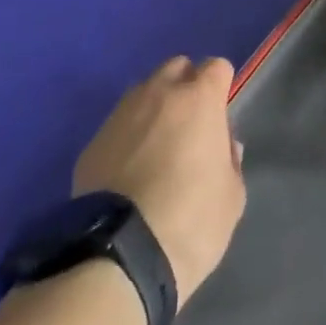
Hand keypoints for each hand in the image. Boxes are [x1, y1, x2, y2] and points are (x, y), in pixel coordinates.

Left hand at [73, 56, 245, 303]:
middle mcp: (160, 93)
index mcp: (199, 99)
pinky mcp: (94, 140)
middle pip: (177, 68)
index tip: (220, 117)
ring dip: (154, 109)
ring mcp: (122, 113)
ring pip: (144, 92)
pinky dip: (127, 137)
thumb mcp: (231, 199)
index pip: (217, 67)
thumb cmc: (190, 223)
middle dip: (186, 87)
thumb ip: (230, 161)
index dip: (221, 87)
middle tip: (189, 127)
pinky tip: (128, 172)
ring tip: (155, 149)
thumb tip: (224, 145)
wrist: (120, 257)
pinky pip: (118, 125)